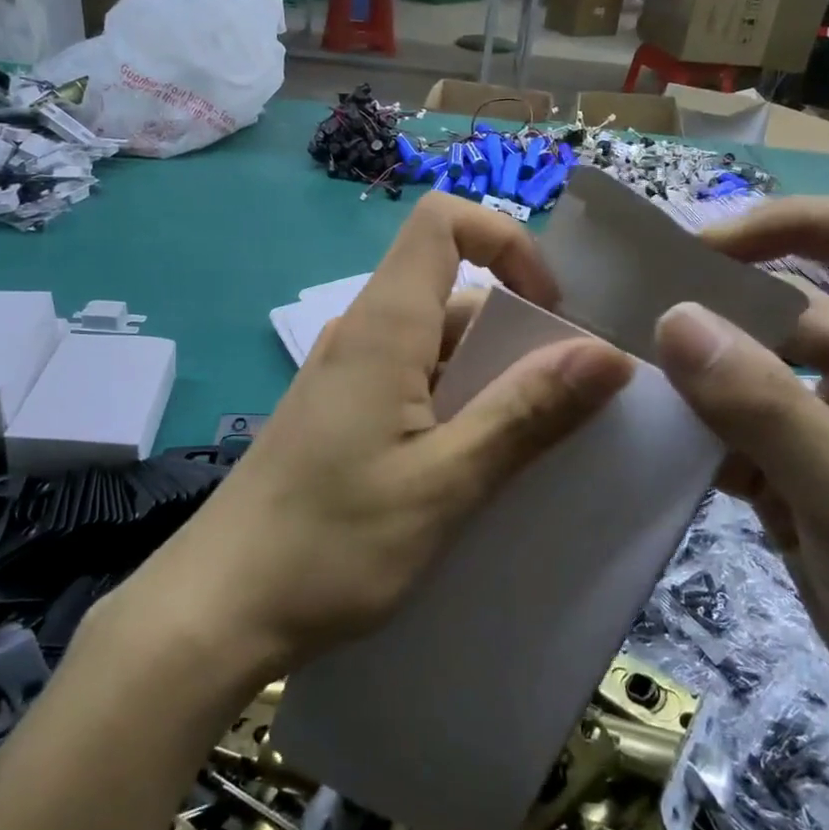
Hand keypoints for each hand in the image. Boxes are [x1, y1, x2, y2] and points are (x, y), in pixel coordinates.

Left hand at [159, 194, 632, 675]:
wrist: (219, 607)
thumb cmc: (331, 543)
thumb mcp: (445, 482)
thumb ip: (526, 413)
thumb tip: (608, 353)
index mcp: (384, 326)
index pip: (443, 222)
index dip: (507, 242)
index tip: (551, 311)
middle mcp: (363, 335)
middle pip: (453, 291)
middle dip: (519, 333)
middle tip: (564, 408)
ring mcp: (347, 378)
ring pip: (437, 346)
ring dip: (492, 380)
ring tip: (529, 450)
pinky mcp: (340, 417)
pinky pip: (413, 386)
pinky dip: (457, 408)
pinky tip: (474, 471)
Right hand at [653, 199, 828, 790]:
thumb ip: (766, 411)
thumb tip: (673, 320)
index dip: (798, 225)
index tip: (706, 248)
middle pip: (798, 303)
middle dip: (723, 299)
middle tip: (634, 301)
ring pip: (757, 370)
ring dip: (699, 369)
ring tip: (626, 366)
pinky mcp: (803, 476)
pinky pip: (738, 428)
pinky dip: (698, 429)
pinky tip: (653, 437)